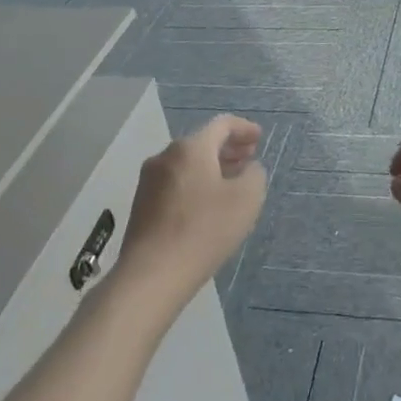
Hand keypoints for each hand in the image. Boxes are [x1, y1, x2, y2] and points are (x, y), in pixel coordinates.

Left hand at [117, 115, 265, 304]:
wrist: (152, 276)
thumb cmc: (204, 230)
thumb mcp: (247, 199)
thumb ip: (254, 174)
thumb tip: (248, 169)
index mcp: (191, 148)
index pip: (222, 125)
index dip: (244, 128)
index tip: (259, 138)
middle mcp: (165, 156)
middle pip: (202, 142)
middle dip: (228, 148)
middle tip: (248, 158)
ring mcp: (149, 181)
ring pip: (187, 163)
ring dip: (212, 167)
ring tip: (231, 182)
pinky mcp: (141, 205)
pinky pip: (175, 182)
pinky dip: (195, 183)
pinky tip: (207, 204)